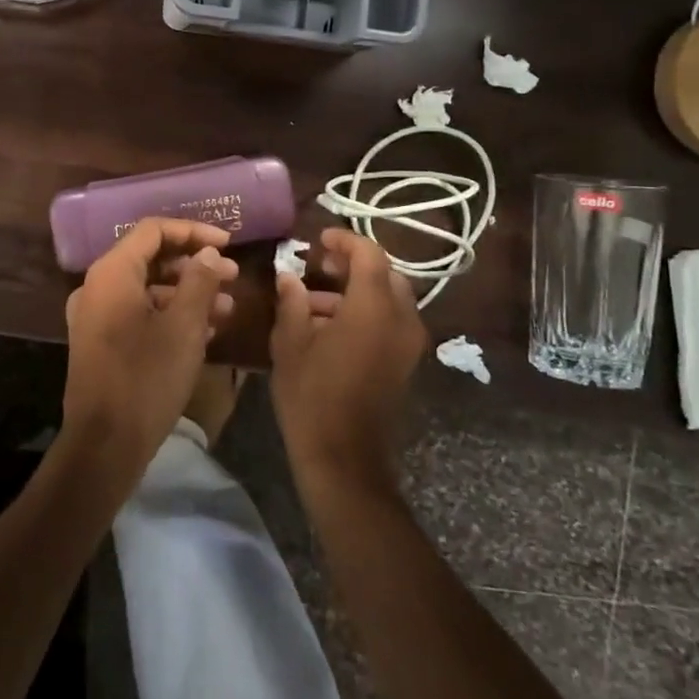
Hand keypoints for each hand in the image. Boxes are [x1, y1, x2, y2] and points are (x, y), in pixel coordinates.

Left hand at [62, 218, 239, 485]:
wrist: (105, 445)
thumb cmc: (147, 378)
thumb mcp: (184, 327)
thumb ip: (199, 281)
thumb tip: (208, 253)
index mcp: (112, 273)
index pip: (153, 231)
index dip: (194, 231)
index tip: (228, 243)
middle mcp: (98, 286)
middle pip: (150, 258)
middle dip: (194, 265)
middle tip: (232, 276)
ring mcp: (96, 315)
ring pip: (147, 288)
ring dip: (187, 292)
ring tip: (227, 307)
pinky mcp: (101, 341)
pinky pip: (139, 312)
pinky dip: (170, 313)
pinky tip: (206, 329)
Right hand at [270, 228, 428, 489]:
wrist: (345, 459)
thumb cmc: (312, 397)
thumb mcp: (290, 344)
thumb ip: (292, 301)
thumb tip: (289, 275)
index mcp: (373, 308)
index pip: (369, 254)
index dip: (344, 240)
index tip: (317, 239)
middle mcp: (401, 319)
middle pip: (385, 273)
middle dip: (353, 264)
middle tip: (319, 265)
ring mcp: (409, 343)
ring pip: (389, 297)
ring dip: (357, 289)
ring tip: (313, 298)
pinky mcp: (406, 362)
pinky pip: (391, 320)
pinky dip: (365, 311)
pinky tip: (329, 325)